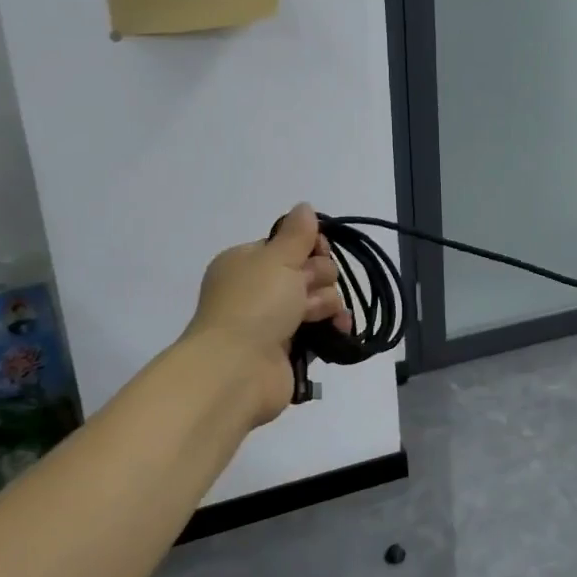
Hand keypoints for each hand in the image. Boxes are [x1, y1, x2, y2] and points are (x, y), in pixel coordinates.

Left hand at [184, 204, 350, 423]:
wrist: (237, 369)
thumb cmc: (253, 304)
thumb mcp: (276, 258)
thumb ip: (296, 233)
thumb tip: (303, 206)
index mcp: (247, 263)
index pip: (290, 244)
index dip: (310, 246)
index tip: (316, 251)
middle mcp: (259, 289)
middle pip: (309, 270)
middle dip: (318, 277)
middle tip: (304, 289)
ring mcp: (274, 320)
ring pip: (319, 298)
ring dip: (325, 303)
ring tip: (311, 316)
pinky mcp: (290, 348)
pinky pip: (322, 327)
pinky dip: (333, 326)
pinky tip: (339, 328)